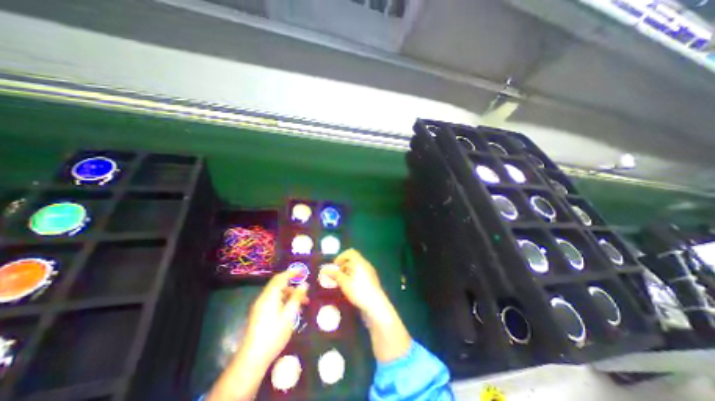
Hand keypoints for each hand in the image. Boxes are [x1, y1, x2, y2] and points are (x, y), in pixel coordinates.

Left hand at [239, 271, 309, 368]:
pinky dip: (284, 301)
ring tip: (302, 304)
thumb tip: (304, 284)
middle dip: (293, 286)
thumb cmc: (273, 335)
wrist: (252, 359)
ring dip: (289, 295)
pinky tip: (291, 311)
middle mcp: (263, 298)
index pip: (281, 278)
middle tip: (305, 291)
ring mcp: (259, 307)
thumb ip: (297, 297)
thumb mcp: (289, 315)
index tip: (302, 271)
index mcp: (270, 296)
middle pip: (278, 285)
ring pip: (277, 294)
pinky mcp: (259, 315)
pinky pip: (273, 301)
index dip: (291, 272)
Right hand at [326, 250, 410, 362]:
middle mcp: (365, 264)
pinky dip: (353, 276)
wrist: (375, 304)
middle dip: (343, 265)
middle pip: (353, 260)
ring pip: (356, 267)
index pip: (350, 252)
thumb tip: (325, 270)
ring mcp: (369, 272)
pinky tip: (349, 286)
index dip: (341, 257)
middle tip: (336, 274)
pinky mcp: (371, 280)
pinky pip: (360, 273)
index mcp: (360, 262)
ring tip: (341, 281)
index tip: (334, 266)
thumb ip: (335, 275)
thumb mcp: (344, 283)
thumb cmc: (358, 291)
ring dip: (347, 271)